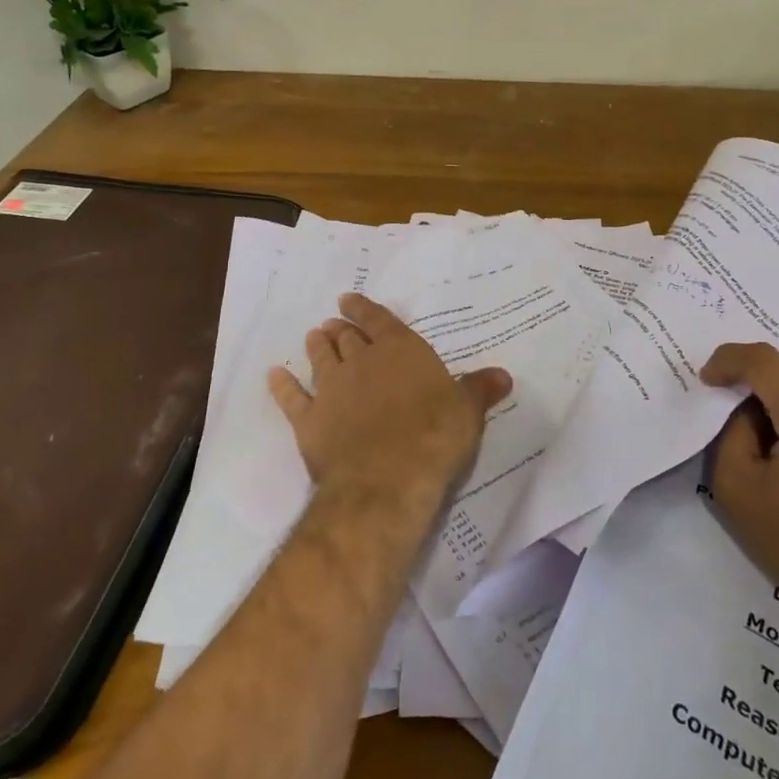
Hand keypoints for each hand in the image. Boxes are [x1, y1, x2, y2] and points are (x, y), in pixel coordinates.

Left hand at [268, 292, 512, 505]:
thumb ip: (479, 389)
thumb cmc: (435, 436)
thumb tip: (504, 374)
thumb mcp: (467, 411)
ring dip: (317, 347)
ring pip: (320, 359)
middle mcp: (362, 362)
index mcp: (400, 351)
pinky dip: (282, 386)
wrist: (387, 479)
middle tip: (333, 323)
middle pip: (347, 338)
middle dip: (341, 329)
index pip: (379, 320)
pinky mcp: (310, 422)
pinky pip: (292, 398)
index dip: (363, 309)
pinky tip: (274, 376)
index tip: (348, 300)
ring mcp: (332, 390)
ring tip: (314, 337)